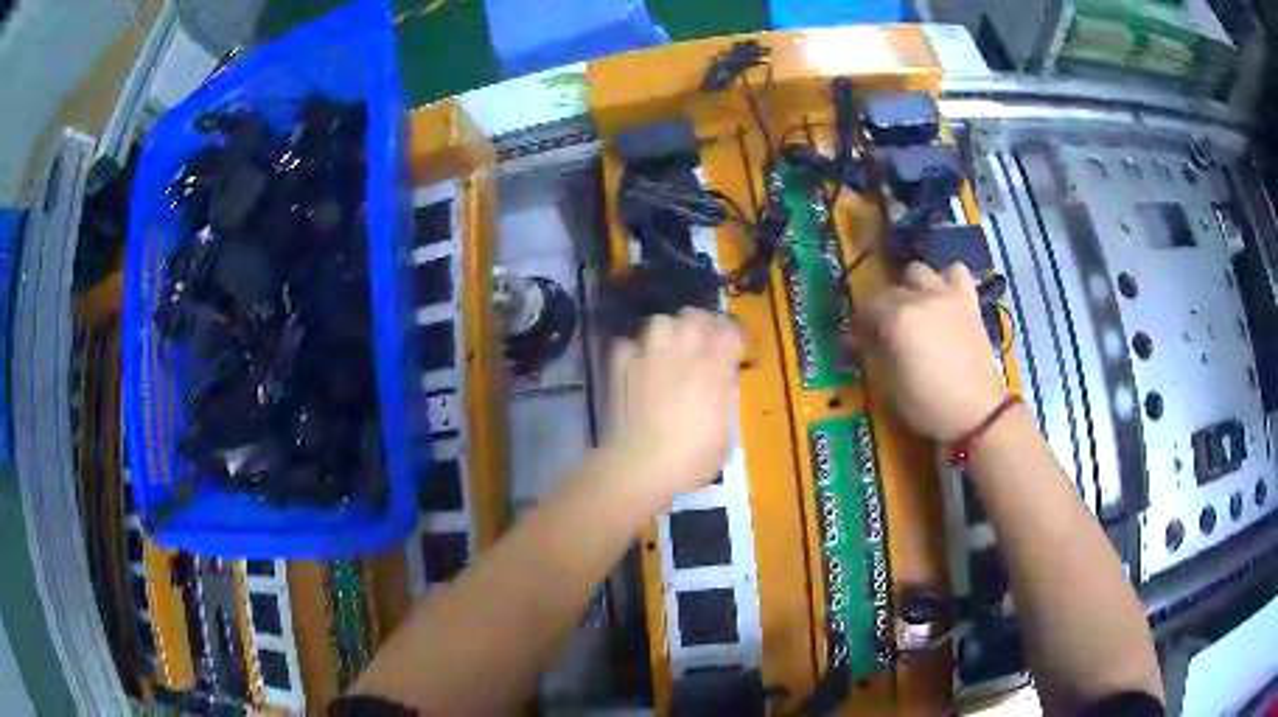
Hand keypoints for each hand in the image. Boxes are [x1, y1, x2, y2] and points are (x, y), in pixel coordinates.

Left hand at [604, 309, 742, 505]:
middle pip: (695, 317)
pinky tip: (640, 364)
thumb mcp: (725, 437)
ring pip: (661, 321)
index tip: (734, 346)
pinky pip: (628, 344)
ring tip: (671, 346)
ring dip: (669, 330)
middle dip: (703, 325)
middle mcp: (681, 356)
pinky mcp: (620, 368)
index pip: (728, 333)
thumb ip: (725, 402)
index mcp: (712, 371)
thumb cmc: (691, 460)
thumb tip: (724, 384)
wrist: (640, 466)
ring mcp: (648, 359)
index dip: (733, 336)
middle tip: (705, 341)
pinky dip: (636, 350)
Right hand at [851, 263, 1007, 441]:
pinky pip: (957, 272)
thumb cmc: (927, 403)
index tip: (859, 341)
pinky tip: (945, 298)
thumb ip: (874, 352)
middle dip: (884, 308)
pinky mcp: (969, 302)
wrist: (977, 412)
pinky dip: (948, 280)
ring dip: (913, 287)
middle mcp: (919, 297)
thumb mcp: (889, 384)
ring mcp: (946, 295)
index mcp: (896, 317)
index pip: (866, 307)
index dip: (860, 324)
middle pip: (891, 290)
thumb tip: (862, 338)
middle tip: (887, 331)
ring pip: (920, 272)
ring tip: (916, 309)